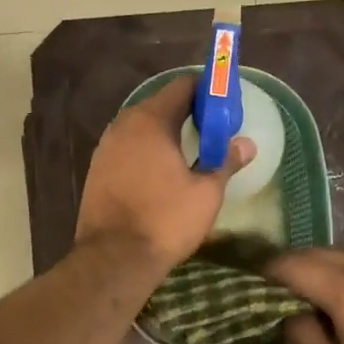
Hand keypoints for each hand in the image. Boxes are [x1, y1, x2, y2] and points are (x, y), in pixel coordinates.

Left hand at [77, 77, 254, 269]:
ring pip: (142, 125)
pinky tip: (162, 169)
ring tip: (191, 150)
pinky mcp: (97, 167)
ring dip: (166, 131)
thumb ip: (226, 161)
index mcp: (151, 120)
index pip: (182, 86)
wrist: (113, 258)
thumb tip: (246, 144)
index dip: (207, 91)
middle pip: (160, 103)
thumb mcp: (206, 192)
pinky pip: (128, 145)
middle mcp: (124, 124)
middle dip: (188, 111)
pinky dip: (147, 148)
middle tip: (213, 130)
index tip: (225, 106)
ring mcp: (106, 145)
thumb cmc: (165, 220)